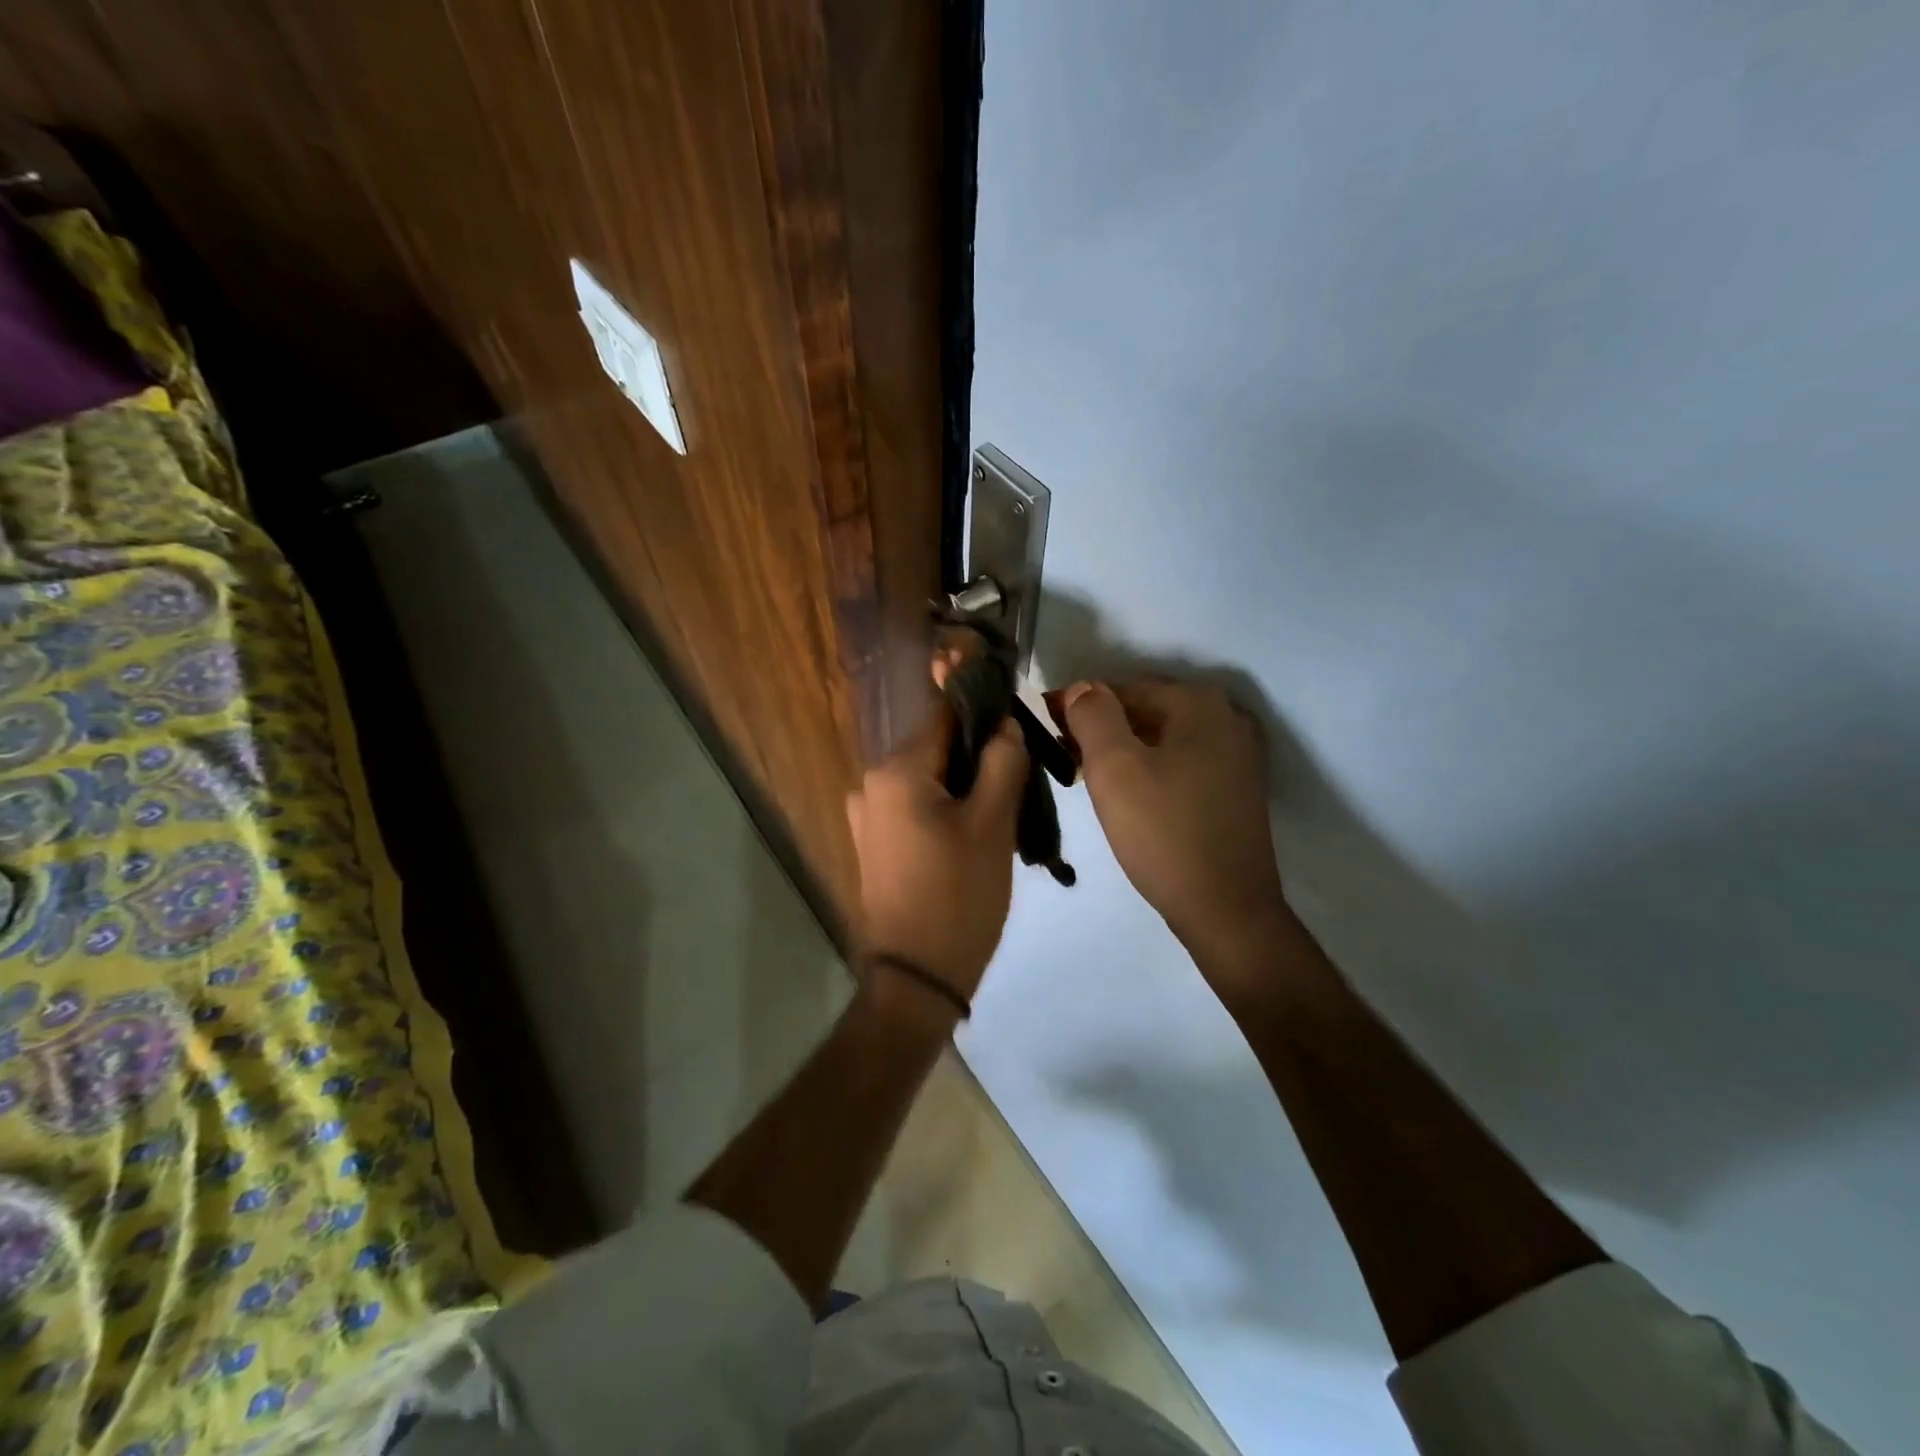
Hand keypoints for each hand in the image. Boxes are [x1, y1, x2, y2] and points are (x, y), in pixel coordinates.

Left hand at [847, 707, 1027, 1004]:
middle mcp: (871, 782)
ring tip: (1003, 814)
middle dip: (979, 758)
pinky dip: (946, 810)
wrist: (916, 977)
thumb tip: (1005, 722)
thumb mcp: (992, 823)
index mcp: (896, 770)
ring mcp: (868, 815)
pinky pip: (916, 808)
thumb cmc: (958, 895)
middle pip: (938, 749)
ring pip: (930, 780)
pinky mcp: (874, 843)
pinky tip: (974, 835)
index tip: (1021, 727)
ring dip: (966, 786)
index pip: (947, 715)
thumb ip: (1002, 761)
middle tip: (1021, 783)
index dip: (987, 714)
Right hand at [1056, 680, 1290, 963]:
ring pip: (1163, 737)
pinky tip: (1127, 792)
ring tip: (1086, 774)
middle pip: (1145, 710)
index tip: (1043, 726)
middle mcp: (1226, 717)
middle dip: (1101, 727)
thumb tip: (1082, 688)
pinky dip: (1150, 767)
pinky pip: (1181, 761)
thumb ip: (1092, 715)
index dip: (1076, 705)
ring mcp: (1238, 754)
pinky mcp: (1237, 787)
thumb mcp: (1114, 768)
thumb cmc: (1163, 833)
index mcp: (1199, 703)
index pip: (1121, 688)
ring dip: (1123, 748)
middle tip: (1061, 754)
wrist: (1226, 909)